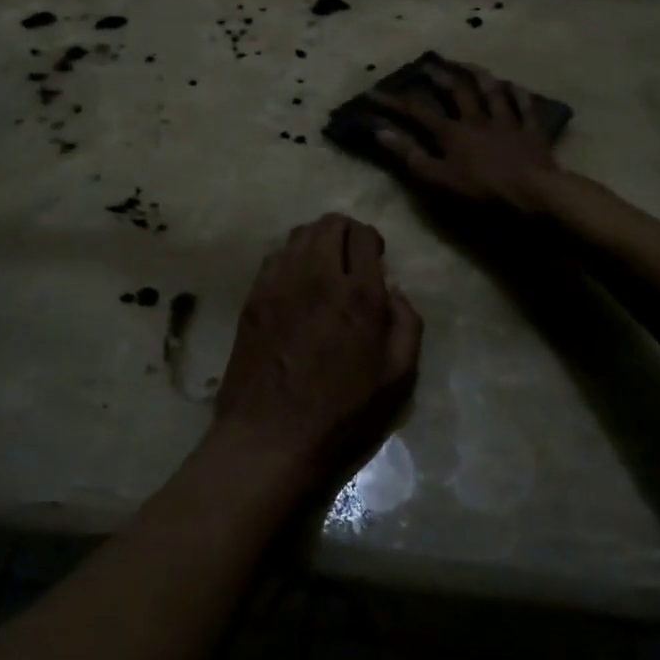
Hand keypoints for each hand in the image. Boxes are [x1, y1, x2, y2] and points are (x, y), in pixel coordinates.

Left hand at [214, 214, 422, 490]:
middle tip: (350, 260)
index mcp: (358, 294)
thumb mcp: (397, 377)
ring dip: (317, 242)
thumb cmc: (341, 413)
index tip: (375, 259)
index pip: (363, 235)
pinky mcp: (253, 296)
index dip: (372, 241)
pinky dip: (290, 258)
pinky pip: (274, 256)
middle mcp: (317, 276)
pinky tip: (295, 285)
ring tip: (323, 269)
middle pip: (329, 224)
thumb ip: (406, 323)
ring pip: (299, 234)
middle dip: (346, 233)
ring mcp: (279, 283)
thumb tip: (393, 291)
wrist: (271, 436)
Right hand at [369, 60, 560, 211]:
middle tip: (428, 64)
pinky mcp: (531, 132)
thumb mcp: (438, 178)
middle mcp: (477, 119)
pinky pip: (525, 107)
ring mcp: (507, 122)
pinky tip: (514, 86)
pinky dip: (518, 95)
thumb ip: (410, 155)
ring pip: (492, 92)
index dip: (393, 102)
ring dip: (479, 76)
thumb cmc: (482, 191)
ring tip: (469, 65)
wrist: (534, 193)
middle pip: (457, 91)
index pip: (417, 111)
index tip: (373, 92)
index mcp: (452, 132)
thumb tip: (380, 131)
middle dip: (440, 76)